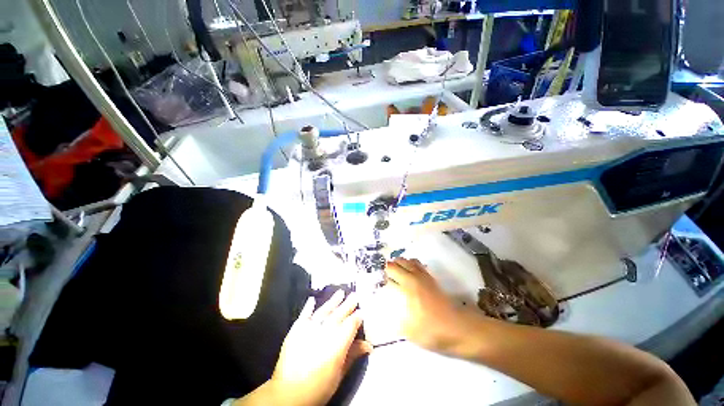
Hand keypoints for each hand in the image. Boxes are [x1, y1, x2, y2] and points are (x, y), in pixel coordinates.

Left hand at [270, 291, 371, 405]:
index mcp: (338, 341)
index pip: (351, 324)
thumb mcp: (339, 374)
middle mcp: (326, 330)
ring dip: (333, 301)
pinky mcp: (297, 329)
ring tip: (340, 292)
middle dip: (348, 304)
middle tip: (355, 295)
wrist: (288, 394)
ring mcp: (310, 327)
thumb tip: (368, 345)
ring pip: (325, 310)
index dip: (357, 317)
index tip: (362, 312)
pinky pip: (304, 314)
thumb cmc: (318, 387)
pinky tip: (312, 299)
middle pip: (340, 313)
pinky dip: (308, 306)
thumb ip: (353, 355)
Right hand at [383, 258, 476, 354]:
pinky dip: (411, 265)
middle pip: (399, 262)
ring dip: (401, 264)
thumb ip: (395, 320)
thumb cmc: (432, 330)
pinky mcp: (432, 279)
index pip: (391, 271)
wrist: (459, 328)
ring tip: (396, 273)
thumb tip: (387, 315)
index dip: (383, 275)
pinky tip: (410, 275)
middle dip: (390, 267)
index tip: (380, 283)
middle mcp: (415, 276)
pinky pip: (419, 265)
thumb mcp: (408, 330)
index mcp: (408, 285)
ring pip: (409, 261)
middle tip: (386, 277)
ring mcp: (425, 276)